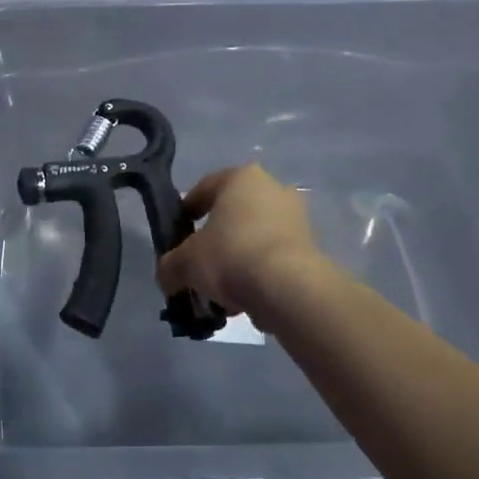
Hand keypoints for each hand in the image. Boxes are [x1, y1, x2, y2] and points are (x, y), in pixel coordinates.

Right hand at [155, 164, 327, 331]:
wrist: (288, 289)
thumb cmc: (230, 256)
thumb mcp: (184, 262)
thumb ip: (169, 266)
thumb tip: (167, 276)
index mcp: (241, 178)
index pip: (204, 189)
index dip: (185, 213)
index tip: (176, 236)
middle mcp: (273, 189)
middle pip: (232, 215)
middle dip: (214, 241)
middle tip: (198, 266)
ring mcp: (296, 219)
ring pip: (253, 239)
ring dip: (236, 260)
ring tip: (219, 292)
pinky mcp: (310, 248)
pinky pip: (272, 258)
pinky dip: (257, 275)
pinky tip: (243, 300)